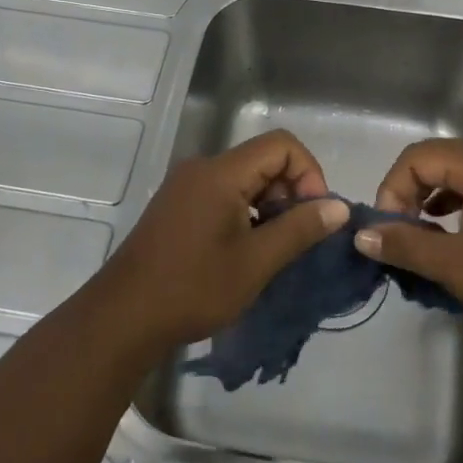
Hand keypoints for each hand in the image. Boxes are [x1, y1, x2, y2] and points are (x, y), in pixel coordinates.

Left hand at [96, 130, 348, 350]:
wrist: (123, 317)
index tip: (314, 215)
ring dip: (270, 206)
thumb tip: (339, 206)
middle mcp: (202, 168)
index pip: (282, 145)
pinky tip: (246, 251)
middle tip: (297, 238)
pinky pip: (225, 194)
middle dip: (291, 192)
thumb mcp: (256, 262)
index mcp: (221, 172)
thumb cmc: (193, 288)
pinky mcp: (178, 206)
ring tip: (273, 250)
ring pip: (245, 179)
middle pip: (264, 159)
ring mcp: (187, 186)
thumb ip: (300, 229)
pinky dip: (247, 213)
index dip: (309, 173)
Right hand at [356, 140, 462, 349]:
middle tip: (401, 236)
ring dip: (433, 200)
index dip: (393, 189)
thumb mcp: (460, 267)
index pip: (420, 156)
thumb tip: (362, 235)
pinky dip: (459, 206)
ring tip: (423, 239)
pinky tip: (455, 237)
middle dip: (410, 194)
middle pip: (440, 160)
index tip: (388, 231)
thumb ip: (407, 245)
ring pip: (461, 175)